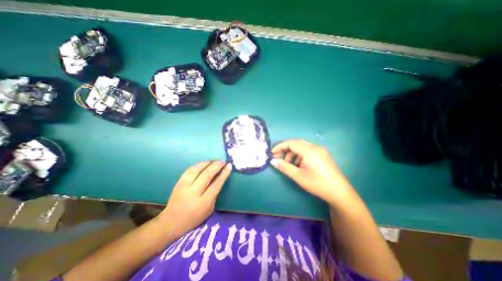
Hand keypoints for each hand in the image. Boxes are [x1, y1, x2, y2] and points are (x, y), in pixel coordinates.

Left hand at [158, 161, 231, 237]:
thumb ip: (214, 194)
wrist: (171, 222)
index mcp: (204, 202)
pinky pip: (190, 170)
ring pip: (197, 170)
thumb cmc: (194, 218)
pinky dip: (198, 164)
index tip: (229, 166)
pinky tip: (204, 163)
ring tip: (214, 161)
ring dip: (207, 163)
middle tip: (223, 161)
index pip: (216, 184)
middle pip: (207, 175)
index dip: (224, 173)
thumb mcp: (209, 209)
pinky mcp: (178, 183)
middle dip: (216, 166)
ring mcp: (184, 187)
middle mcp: (193, 193)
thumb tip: (219, 178)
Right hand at [271, 140, 351, 202]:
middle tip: (279, 158)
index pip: (291, 143)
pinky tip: (299, 166)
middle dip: (286, 150)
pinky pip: (307, 151)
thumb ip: (284, 167)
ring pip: (302, 147)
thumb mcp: (298, 176)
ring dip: (293, 154)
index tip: (272, 153)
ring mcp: (320, 151)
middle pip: (296, 144)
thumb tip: (272, 161)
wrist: (339, 192)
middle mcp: (315, 147)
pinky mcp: (323, 155)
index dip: (280, 146)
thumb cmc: (317, 183)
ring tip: (289, 165)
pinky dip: (300, 156)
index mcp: (309, 151)